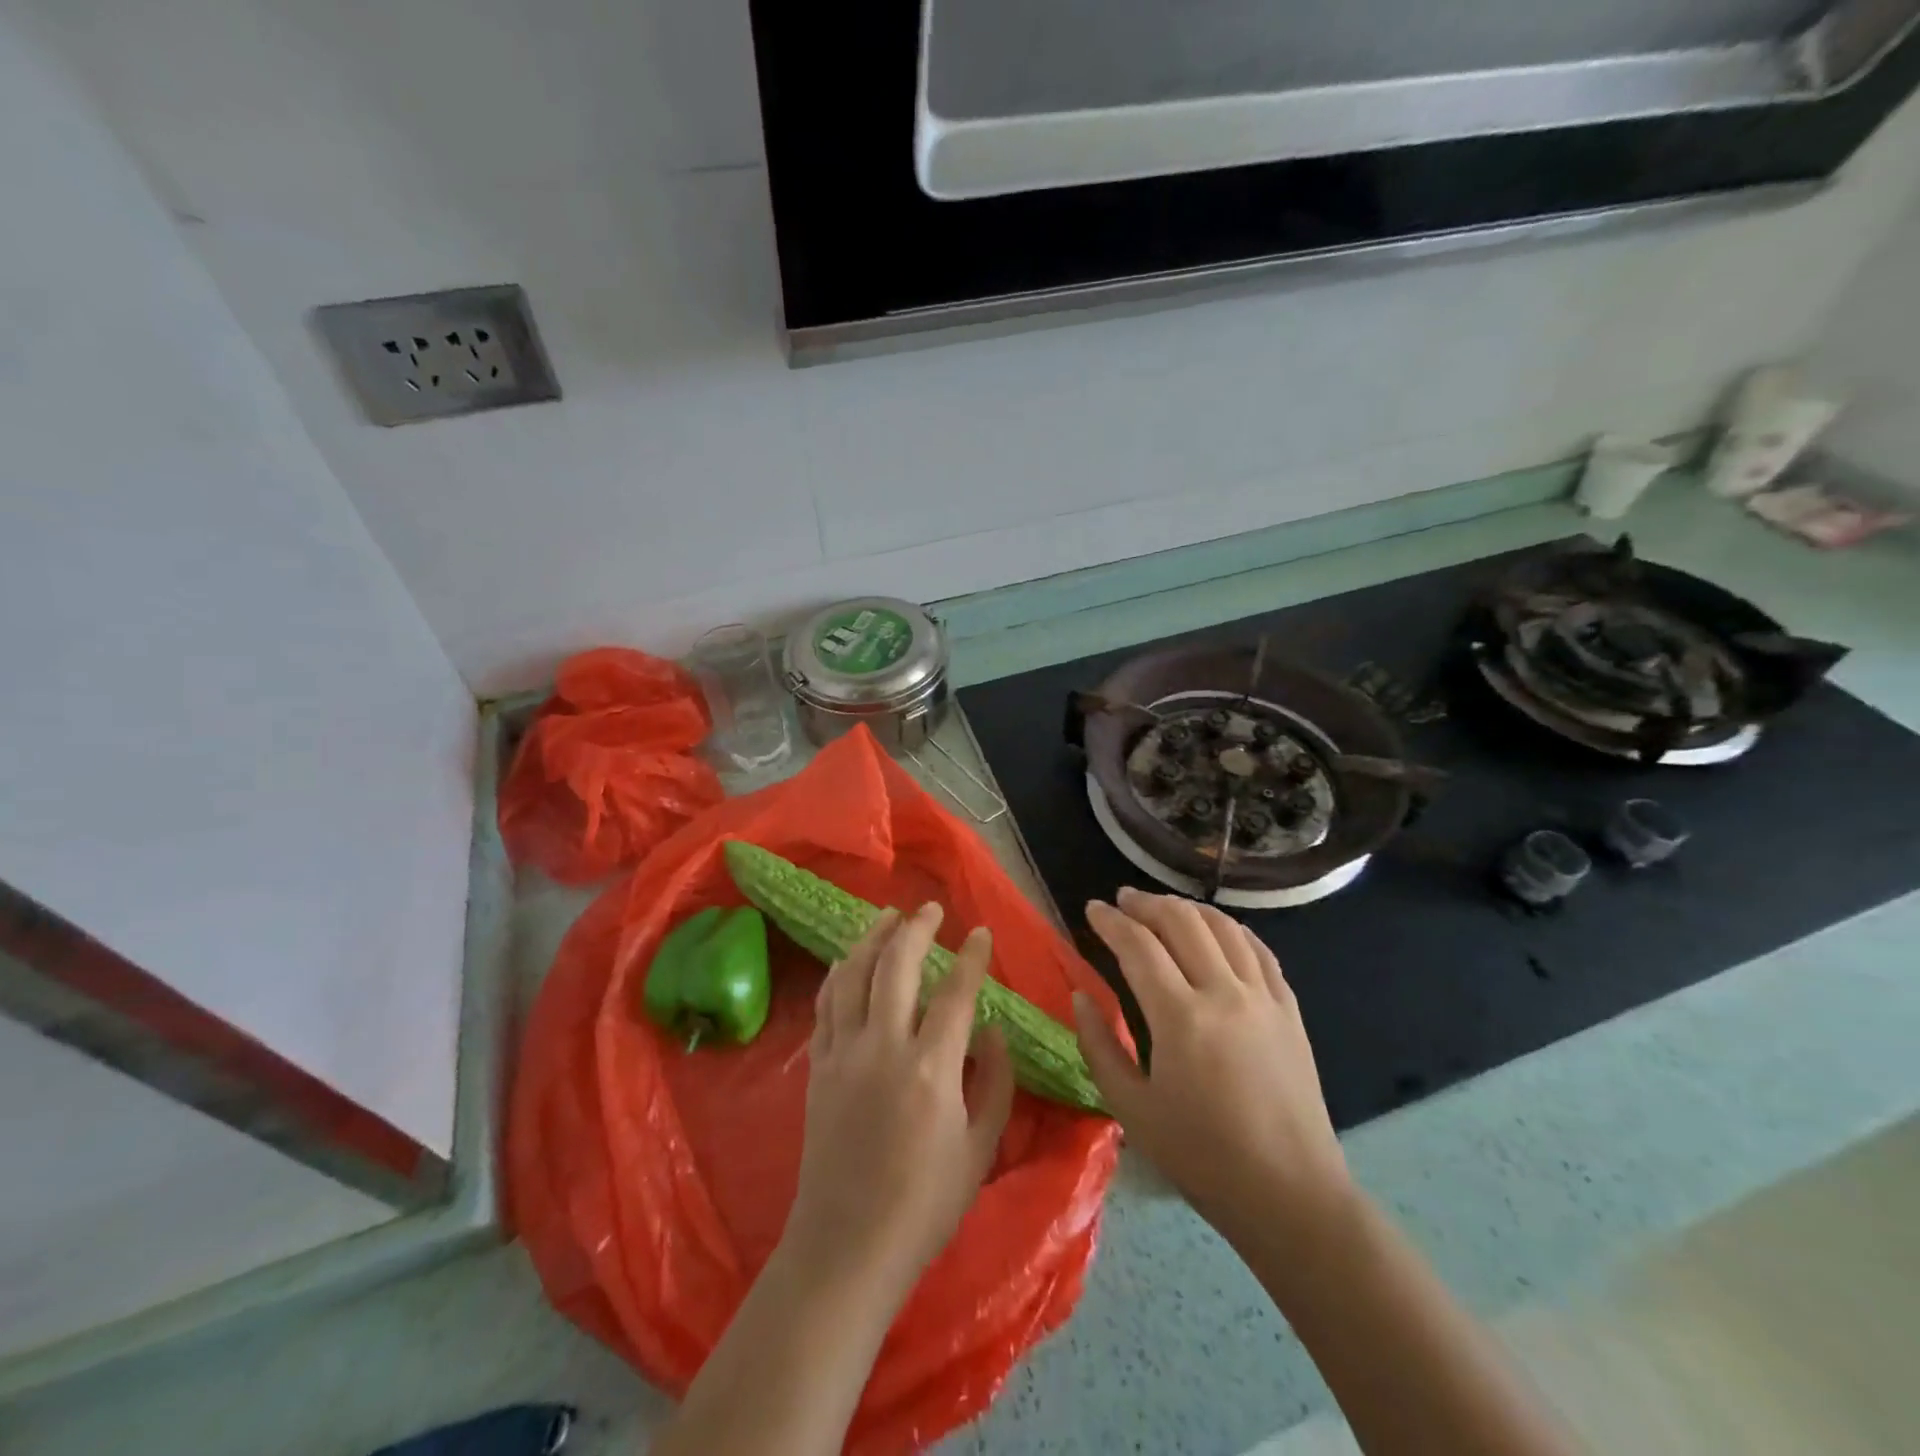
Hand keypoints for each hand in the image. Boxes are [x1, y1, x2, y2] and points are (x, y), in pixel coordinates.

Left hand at [780, 904, 1015, 1296]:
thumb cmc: (924, 1205)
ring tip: (888, 916)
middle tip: (930, 910)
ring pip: (854, 974)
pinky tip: (850, 959)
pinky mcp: (817, 1066)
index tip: (980, 933)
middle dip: (916, 929)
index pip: (956, 992)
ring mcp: (843, 1053)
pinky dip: (840, 972)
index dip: (971, 957)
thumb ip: (995, 1082)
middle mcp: (883, 1047)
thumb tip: (991, 1030)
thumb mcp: (980, 1149)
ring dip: (872, 937)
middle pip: (896, 965)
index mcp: (930, 1069)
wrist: (846, 1247)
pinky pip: (826, 1003)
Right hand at [1072, 887, 1355, 1253]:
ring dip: (1187, 909)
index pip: (1138, 947)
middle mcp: (1224, 993)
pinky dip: (1232, 929)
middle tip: (1123, 900)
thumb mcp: (1131, 1110)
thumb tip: (1081, 997)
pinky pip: (1259, 951)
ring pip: (1223, 928)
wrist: (1291, 1194)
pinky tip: (1218, 929)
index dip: (1111, 921)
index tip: (1093, 908)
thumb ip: (1099, 1046)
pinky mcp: (1289, 1010)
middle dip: (1146, 904)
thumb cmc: (1202, 1158)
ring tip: (1163, 907)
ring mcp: (1263, 998)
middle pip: (1181, 923)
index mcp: (1180, 1018)